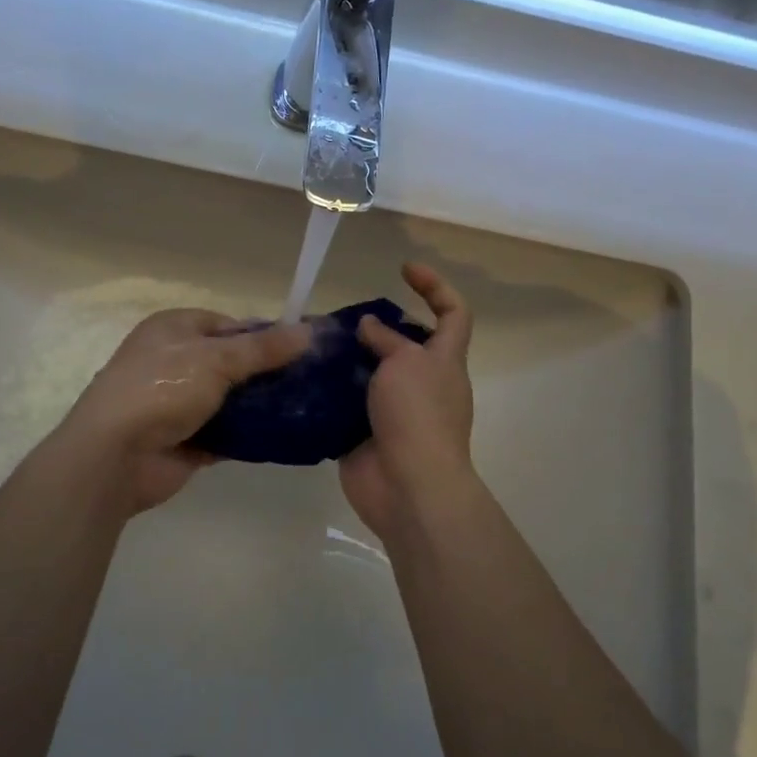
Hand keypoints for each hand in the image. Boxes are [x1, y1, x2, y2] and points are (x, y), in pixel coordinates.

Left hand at [57, 309, 311, 514]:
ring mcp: (178, 404)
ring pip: (230, 400)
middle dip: (266, 373)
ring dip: (260, 406)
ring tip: (307, 408)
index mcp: (173, 329)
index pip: (227, 324)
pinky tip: (284, 437)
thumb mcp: (216, 359)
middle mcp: (173, 361)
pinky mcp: (186, 440)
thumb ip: (262, 348)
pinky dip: (249, 435)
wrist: (115, 455)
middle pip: (231, 363)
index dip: (263, 335)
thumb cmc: (162, 389)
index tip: (300, 349)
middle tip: (310, 382)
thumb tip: (308, 331)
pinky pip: (226, 434)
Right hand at [340, 263, 477, 542]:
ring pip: (371, 375)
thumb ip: (386, 340)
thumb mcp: (406, 364)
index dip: (435, 286)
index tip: (403, 269)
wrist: (408, 487)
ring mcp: (395, 412)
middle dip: (375, 328)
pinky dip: (330, 394)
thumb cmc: (417, 416)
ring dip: (346, 360)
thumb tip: (369, 326)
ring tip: (314, 345)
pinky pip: (348, 406)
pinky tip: (303, 380)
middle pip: (405, 344)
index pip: (453, 313)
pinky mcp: (367, 435)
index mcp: (444, 361)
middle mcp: (423, 383)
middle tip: (340, 319)